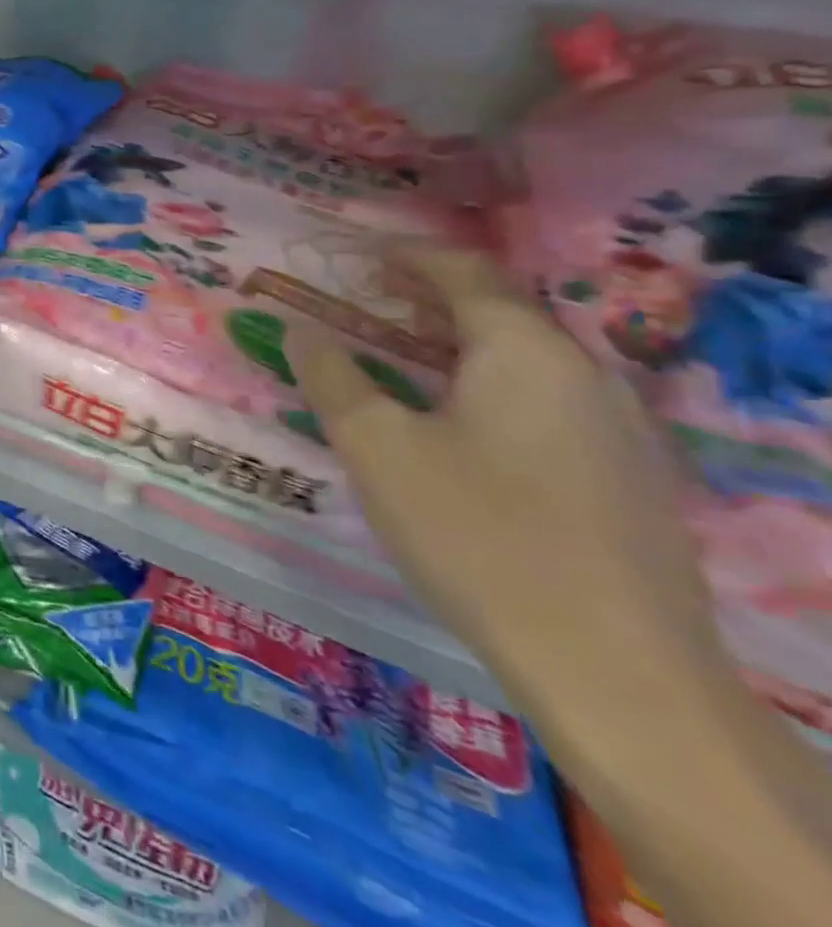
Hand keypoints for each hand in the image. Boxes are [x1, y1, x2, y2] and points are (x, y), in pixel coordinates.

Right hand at [293, 244, 731, 733]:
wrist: (616, 672)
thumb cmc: (477, 534)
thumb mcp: (376, 447)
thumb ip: (332, 377)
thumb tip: (301, 330)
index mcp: (524, 352)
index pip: (464, 272)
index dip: (406, 254)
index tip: (356, 253)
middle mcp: (583, 372)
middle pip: (498, 310)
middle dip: (427, 298)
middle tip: (365, 304)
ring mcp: (616, 427)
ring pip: (524, 358)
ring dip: (457, 343)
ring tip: (399, 358)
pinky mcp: (626, 476)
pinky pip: (545, 400)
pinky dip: (488, 384)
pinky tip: (455, 424)